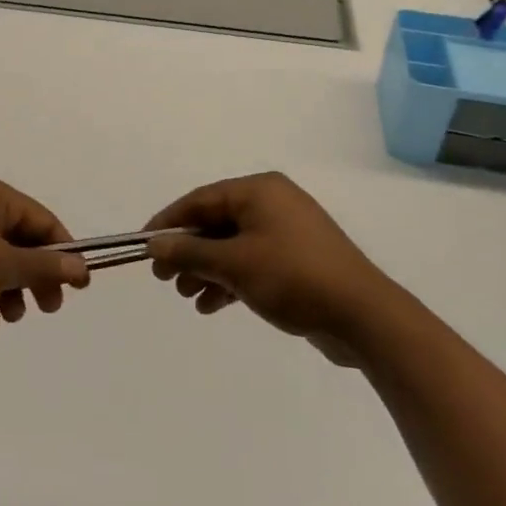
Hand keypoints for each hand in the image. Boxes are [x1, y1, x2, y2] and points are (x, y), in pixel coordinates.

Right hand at [144, 172, 398, 363]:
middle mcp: (272, 203)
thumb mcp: (234, 264)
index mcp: (259, 190)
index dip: (169, 222)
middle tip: (163, 278)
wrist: (361, 315)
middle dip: (188, 251)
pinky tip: (211, 306)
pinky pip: (251, 263)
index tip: (144, 246)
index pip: (201, 199)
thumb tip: (153, 243)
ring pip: (232, 245)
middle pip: (216, 222)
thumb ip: (190, 252)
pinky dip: (230, 280)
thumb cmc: (292, 277)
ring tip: (186, 295)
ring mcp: (287, 232)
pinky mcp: (296, 260)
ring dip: (206, 269)